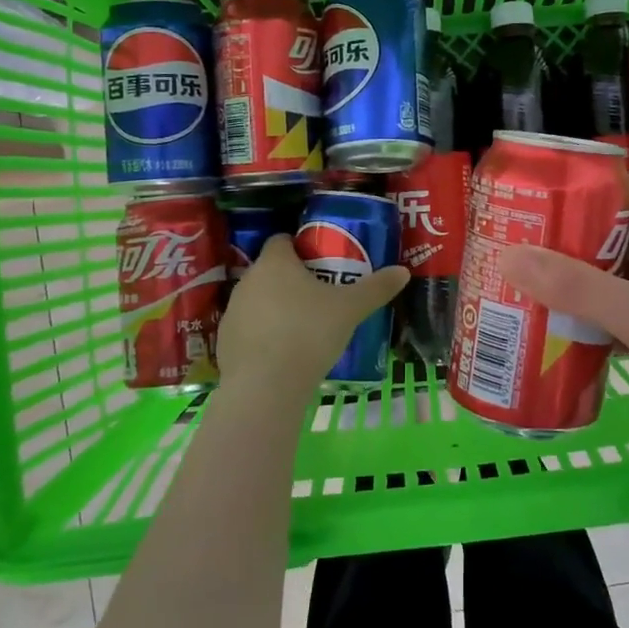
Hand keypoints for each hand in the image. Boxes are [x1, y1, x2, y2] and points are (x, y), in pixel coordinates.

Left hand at [216, 234, 408, 394]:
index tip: (323, 262)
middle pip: (271, 270)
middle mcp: (248, 280)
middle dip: (293, 279)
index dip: (301, 247)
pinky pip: (250, 329)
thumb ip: (376, 288)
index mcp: (275, 263)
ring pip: (259, 300)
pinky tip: (285, 353)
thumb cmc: (308, 333)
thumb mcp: (350, 309)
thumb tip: (403, 271)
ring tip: (305, 326)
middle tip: (322, 295)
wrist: (265, 387)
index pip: (282, 240)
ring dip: (277, 307)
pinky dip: (265, 335)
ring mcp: (233, 312)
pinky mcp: (225, 342)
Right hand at [498, 174, 628, 439]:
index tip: (537, 189)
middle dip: (567, 237)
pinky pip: (616, 322)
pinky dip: (588, 324)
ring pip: (612, 282)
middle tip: (515, 242)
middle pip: (613, 238)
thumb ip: (580, 288)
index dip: (587, 183)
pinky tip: (557, 335)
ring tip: (523, 286)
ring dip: (573, 283)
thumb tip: (509, 256)